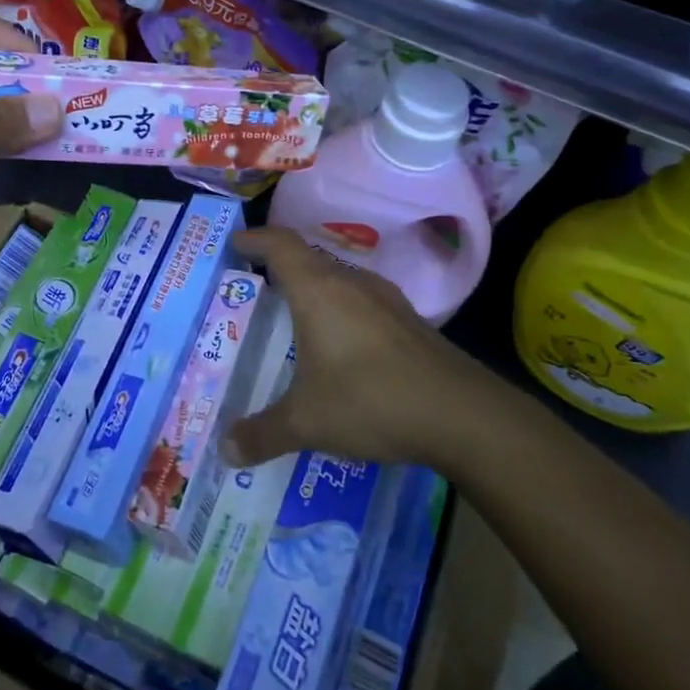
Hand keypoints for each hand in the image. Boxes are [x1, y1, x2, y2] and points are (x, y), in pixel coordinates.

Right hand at [224, 227, 480, 468]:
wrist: (463, 415)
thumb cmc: (371, 400)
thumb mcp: (307, 422)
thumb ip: (263, 434)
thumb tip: (225, 450)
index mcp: (319, 291)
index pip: (280, 245)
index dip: (255, 239)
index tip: (235, 244)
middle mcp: (352, 283)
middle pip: (308, 258)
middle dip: (279, 266)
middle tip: (256, 285)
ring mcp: (386, 300)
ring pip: (339, 279)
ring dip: (314, 288)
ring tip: (294, 314)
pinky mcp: (410, 322)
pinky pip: (363, 302)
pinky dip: (341, 310)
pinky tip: (341, 344)